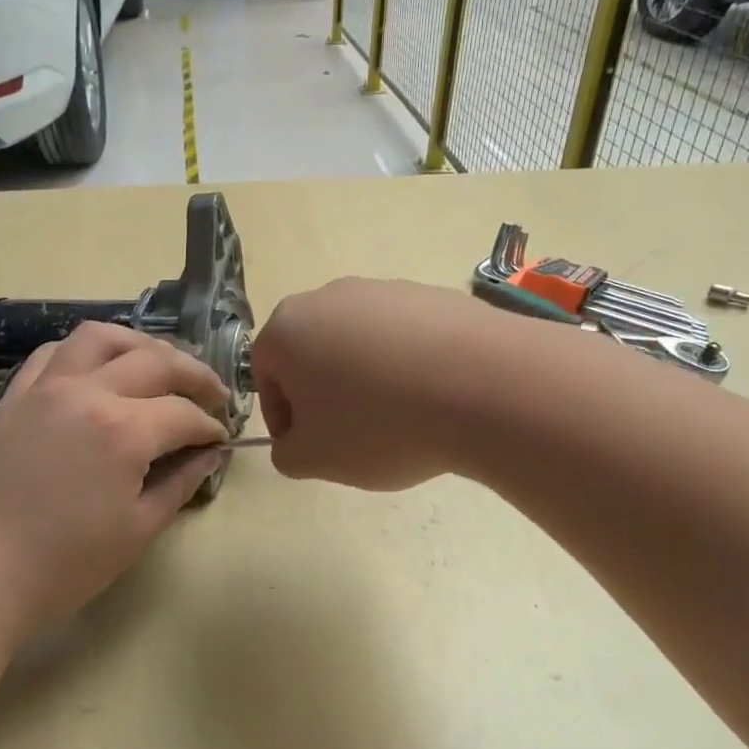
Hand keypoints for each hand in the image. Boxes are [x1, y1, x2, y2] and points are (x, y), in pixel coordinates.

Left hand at [0, 324, 230, 638]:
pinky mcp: (14, 396)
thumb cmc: (62, 565)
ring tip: (158, 365)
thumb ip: (180, 484)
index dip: (210, 426)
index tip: (220, 440)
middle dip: (195, 374)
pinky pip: (54, 353)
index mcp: (124, 430)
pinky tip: (97, 369)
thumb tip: (210, 456)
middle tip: (213, 394)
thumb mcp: (137, 530)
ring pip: (101, 338)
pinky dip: (86, 352)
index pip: (184, 414)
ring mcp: (45, 388)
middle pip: (155, 361)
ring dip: (140, 345)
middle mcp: (88, 392)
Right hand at [251, 278, 486, 490]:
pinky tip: (432, 396)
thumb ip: (286, 454)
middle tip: (349, 434)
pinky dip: (407, 365)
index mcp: (288, 329)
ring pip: (359, 342)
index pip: (264, 374)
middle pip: (312, 351)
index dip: (281, 416)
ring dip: (365, 378)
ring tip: (398, 417)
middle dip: (323, 393)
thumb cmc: (379, 425)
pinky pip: (404, 336)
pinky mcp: (433, 294)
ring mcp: (385, 289)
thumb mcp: (315, 459)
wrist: (484, 387)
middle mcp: (330, 297)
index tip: (308, 446)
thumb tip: (294, 443)